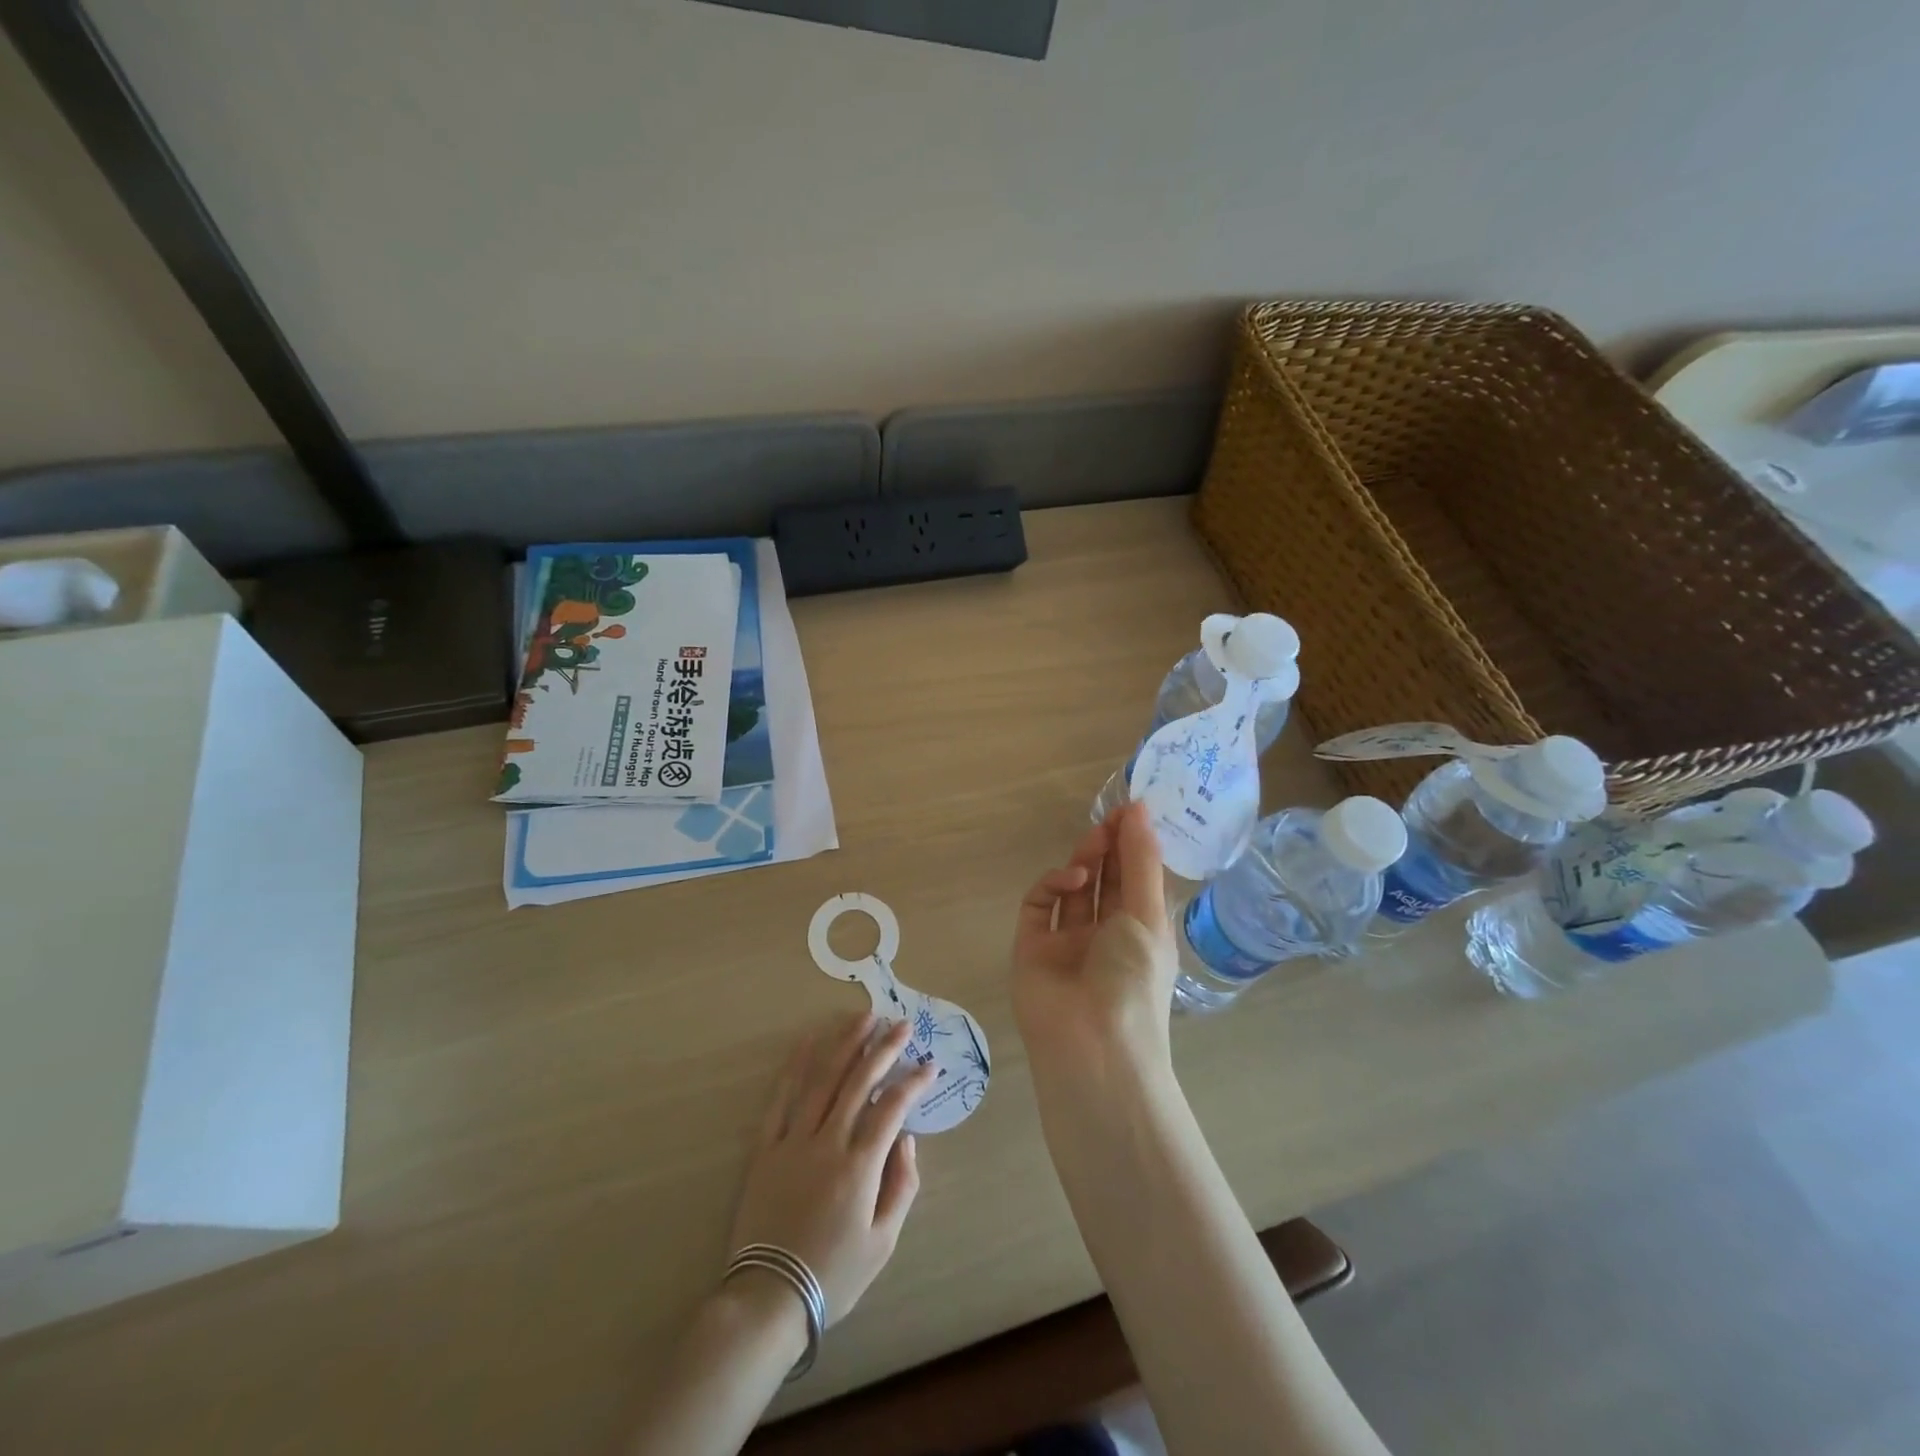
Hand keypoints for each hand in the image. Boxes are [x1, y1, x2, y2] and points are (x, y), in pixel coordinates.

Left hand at [727, 1014, 934, 1325]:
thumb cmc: (833, 1274)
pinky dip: (795, 1066)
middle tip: (901, 1024)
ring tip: (863, 1018)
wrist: (768, 1297)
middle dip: (883, 1049)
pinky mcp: (765, 1148)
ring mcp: (793, 1141)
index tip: (929, 1065)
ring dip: (845, 1044)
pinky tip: (808, 1041)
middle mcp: (827, 1143)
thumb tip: (907, 1138)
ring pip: (822, 1080)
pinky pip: (781, 1098)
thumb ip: (902, 1186)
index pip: (892, 1109)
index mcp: (859, 1167)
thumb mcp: (883, 1242)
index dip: (913, 1082)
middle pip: (858, 1082)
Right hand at [1012, 801, 1177, 1080]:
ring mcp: (1066, 942)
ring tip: (1094, 843)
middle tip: (1109, 819)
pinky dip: (1053, 885)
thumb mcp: (1148, 916)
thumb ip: (1140, 860)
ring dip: (1084, 861)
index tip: (1130, 810)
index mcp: (1140, 932)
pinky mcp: (1032, 946)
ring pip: (1073, 889)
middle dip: (1109, 849)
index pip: (1136, 879)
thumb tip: (1141, 807)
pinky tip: (1071, 878)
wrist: (1092, 1045)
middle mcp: (1104, 935)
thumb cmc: (1134, 980)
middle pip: (1104, 881)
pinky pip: (1039, 906)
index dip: (1133, 845)